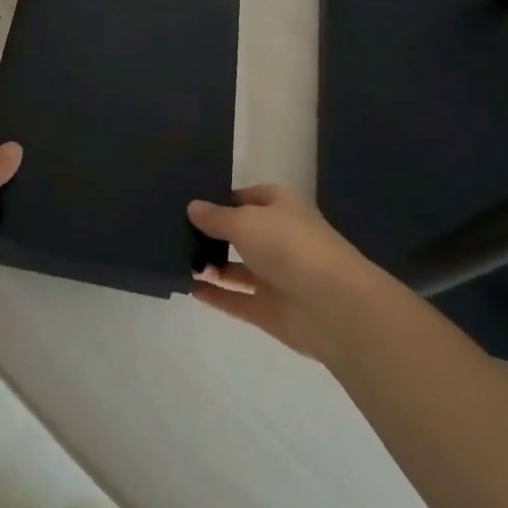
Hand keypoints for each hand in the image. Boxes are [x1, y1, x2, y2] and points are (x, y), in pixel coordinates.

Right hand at [187, 185, 378, 360]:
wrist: (333, 306)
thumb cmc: (289, 245)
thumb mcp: (245, 221)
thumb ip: (216, 217)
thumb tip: (193, 207)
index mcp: (281, 206)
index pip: (247, 197)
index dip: (221, 198)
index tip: (190, 202)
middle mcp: (279, 238)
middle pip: (241, 232)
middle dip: (213, 233)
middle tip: (174, 230)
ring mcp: (276, 276)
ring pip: (237, 268)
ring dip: (211, 265)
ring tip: (177, 259)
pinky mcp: (271, 310)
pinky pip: (237, 300)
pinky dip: (216, 295)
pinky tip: (189, 288)